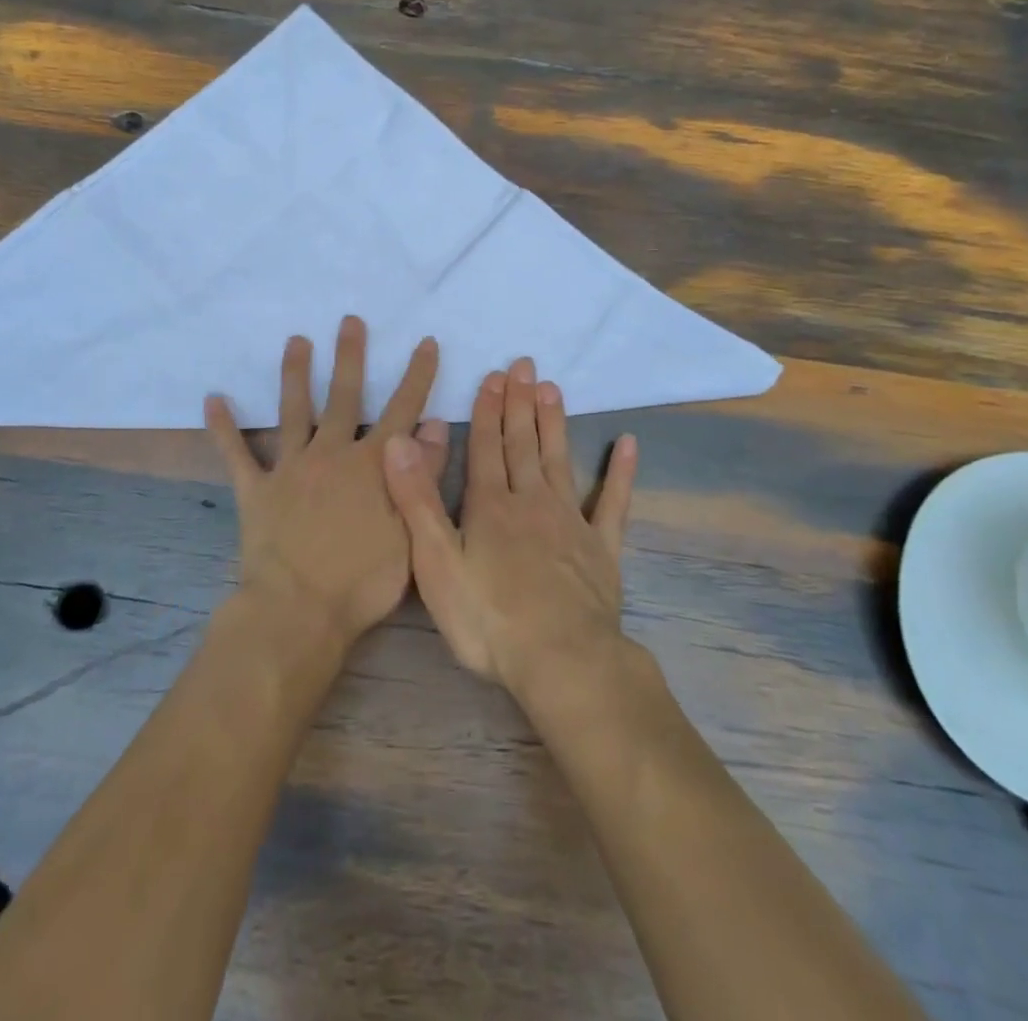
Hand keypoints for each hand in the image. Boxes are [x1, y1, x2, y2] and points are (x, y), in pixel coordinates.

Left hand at [207, 316, 447, 650]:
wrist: (299, 612)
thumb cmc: (363, 580)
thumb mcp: (410, 531)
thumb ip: (421, 475)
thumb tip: (433, 426)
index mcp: (371, 465)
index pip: (402, 409)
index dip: (416, 376)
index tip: (425, 342)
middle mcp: (331, 454)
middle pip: (343, 396)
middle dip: (350, 357)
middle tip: (349, 321)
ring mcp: (290, 469)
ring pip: (293, 412)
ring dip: (294, 374)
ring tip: (295, 341)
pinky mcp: (256, 490)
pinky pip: (236, 454)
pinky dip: (223, 428)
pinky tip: (212, 399)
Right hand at [381, 356, 638, 698]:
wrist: (561, 661)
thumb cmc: (489, 619)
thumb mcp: (436, 563)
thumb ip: (417, 500)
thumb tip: (398, 441)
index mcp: (490, 506)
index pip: (486, 447)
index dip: (487, 410)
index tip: (493, 376)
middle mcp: (531, 502)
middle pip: (523, 444)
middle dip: (519, 403)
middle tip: (523, 365)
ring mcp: (570, 522)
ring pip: (559, 460)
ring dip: (554, 423)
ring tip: (552, 388)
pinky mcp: (601, 549)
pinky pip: (612, 502)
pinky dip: (620, 473)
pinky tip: (628, 444)